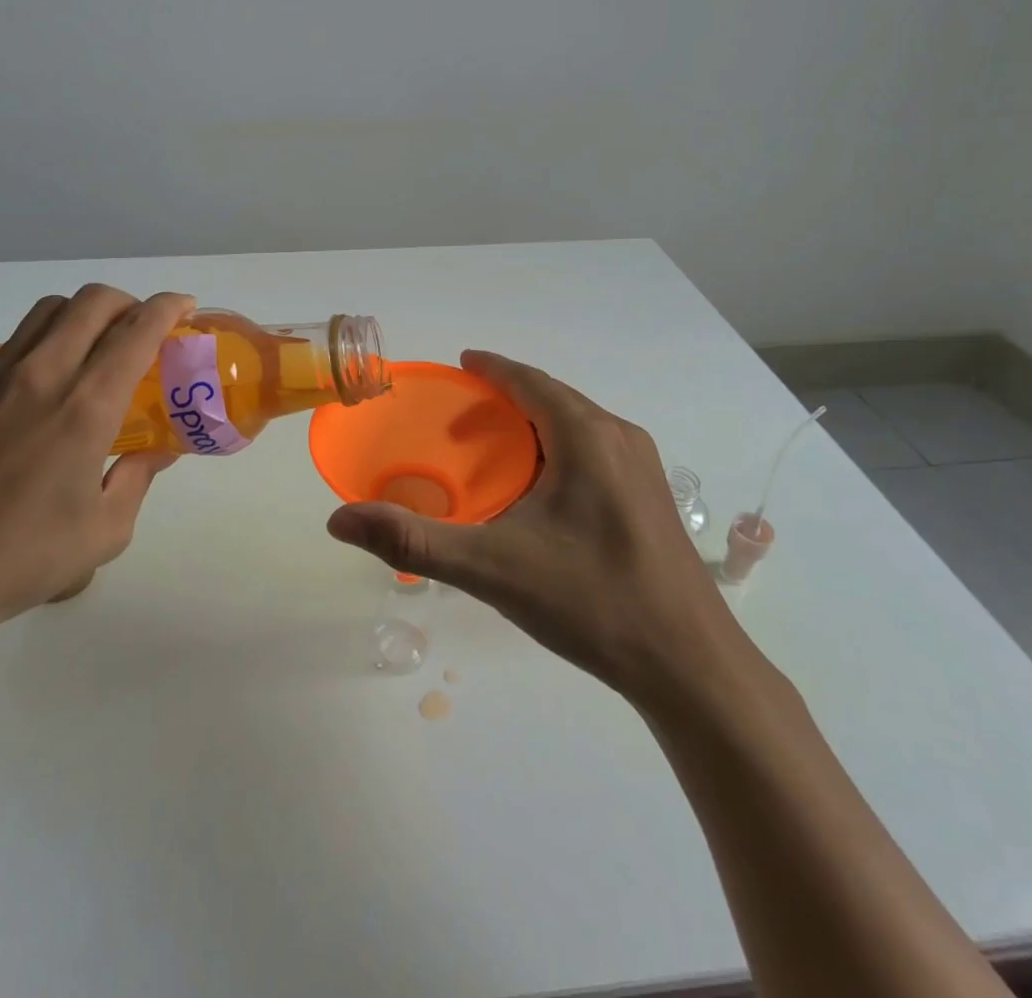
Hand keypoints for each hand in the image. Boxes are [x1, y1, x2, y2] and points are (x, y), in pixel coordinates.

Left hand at [0, 285, 194, 641]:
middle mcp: (41, 375)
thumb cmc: (19, 559)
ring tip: (96, 348)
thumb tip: (157, 454)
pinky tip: (43, 392)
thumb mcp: (104, 532)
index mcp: (85, 406)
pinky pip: (12, 346)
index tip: (186, 308)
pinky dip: (44, 345)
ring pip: (47, 312)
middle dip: (129, 302)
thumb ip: (137, 480)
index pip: (136, 330)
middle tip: (143, 328)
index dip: (169, 308)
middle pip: (91, 302)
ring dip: (84, 315)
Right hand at [326, 350, 743, 699]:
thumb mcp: (492, 569)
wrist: (691, 667)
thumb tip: (340, 520)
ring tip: (496, 448)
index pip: (530, 381)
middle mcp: (620, 438)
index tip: (461, 363)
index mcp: (586, 437)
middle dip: (508, 397)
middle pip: (554, 399)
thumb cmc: (591, 602)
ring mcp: (644, 468)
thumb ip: (414, 540)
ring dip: (536, 423)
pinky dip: (560, 448)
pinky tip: (543, 490)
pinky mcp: (653, 499)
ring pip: (578, 425)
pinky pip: (596, 450)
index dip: (492, 368)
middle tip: (463, 415)